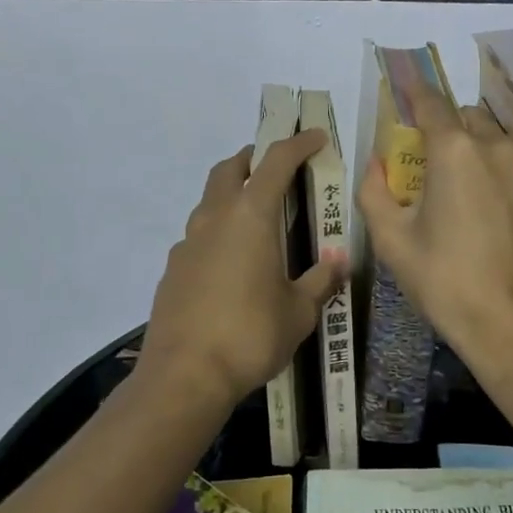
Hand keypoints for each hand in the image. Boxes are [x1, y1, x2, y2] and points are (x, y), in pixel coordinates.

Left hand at [137, 132, 345, 413]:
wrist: (184, 376)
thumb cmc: (250, 335)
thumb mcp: (299, 311)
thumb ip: (320, 280)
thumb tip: (339, 258)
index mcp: (250, 217)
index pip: (276, 163)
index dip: (298, 144)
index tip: (315, 137)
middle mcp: (215, 218)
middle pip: (229, 169)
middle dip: (253, 159)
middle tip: (276, 167)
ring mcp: (187, 243)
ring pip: (209, 200)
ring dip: (232, 193)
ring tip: (257, 216)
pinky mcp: (173, 269)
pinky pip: (198, 235)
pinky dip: (218, 230)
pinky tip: (232, 262)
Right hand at [357, 77, 512, 380]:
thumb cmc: (446, 280)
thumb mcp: (392, 240)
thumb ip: (374, 192)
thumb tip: (377, 165)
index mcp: (455, 150)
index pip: (430, 103)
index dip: (413, 92)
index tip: (401, 83)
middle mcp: (495, 146)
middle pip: (463, 117)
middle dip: (441, 126)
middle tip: (421, 157)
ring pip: (491, 137)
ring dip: (469, 144)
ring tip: (450, 181)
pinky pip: (508, 161)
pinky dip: (489, 165)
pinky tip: (476, 202)